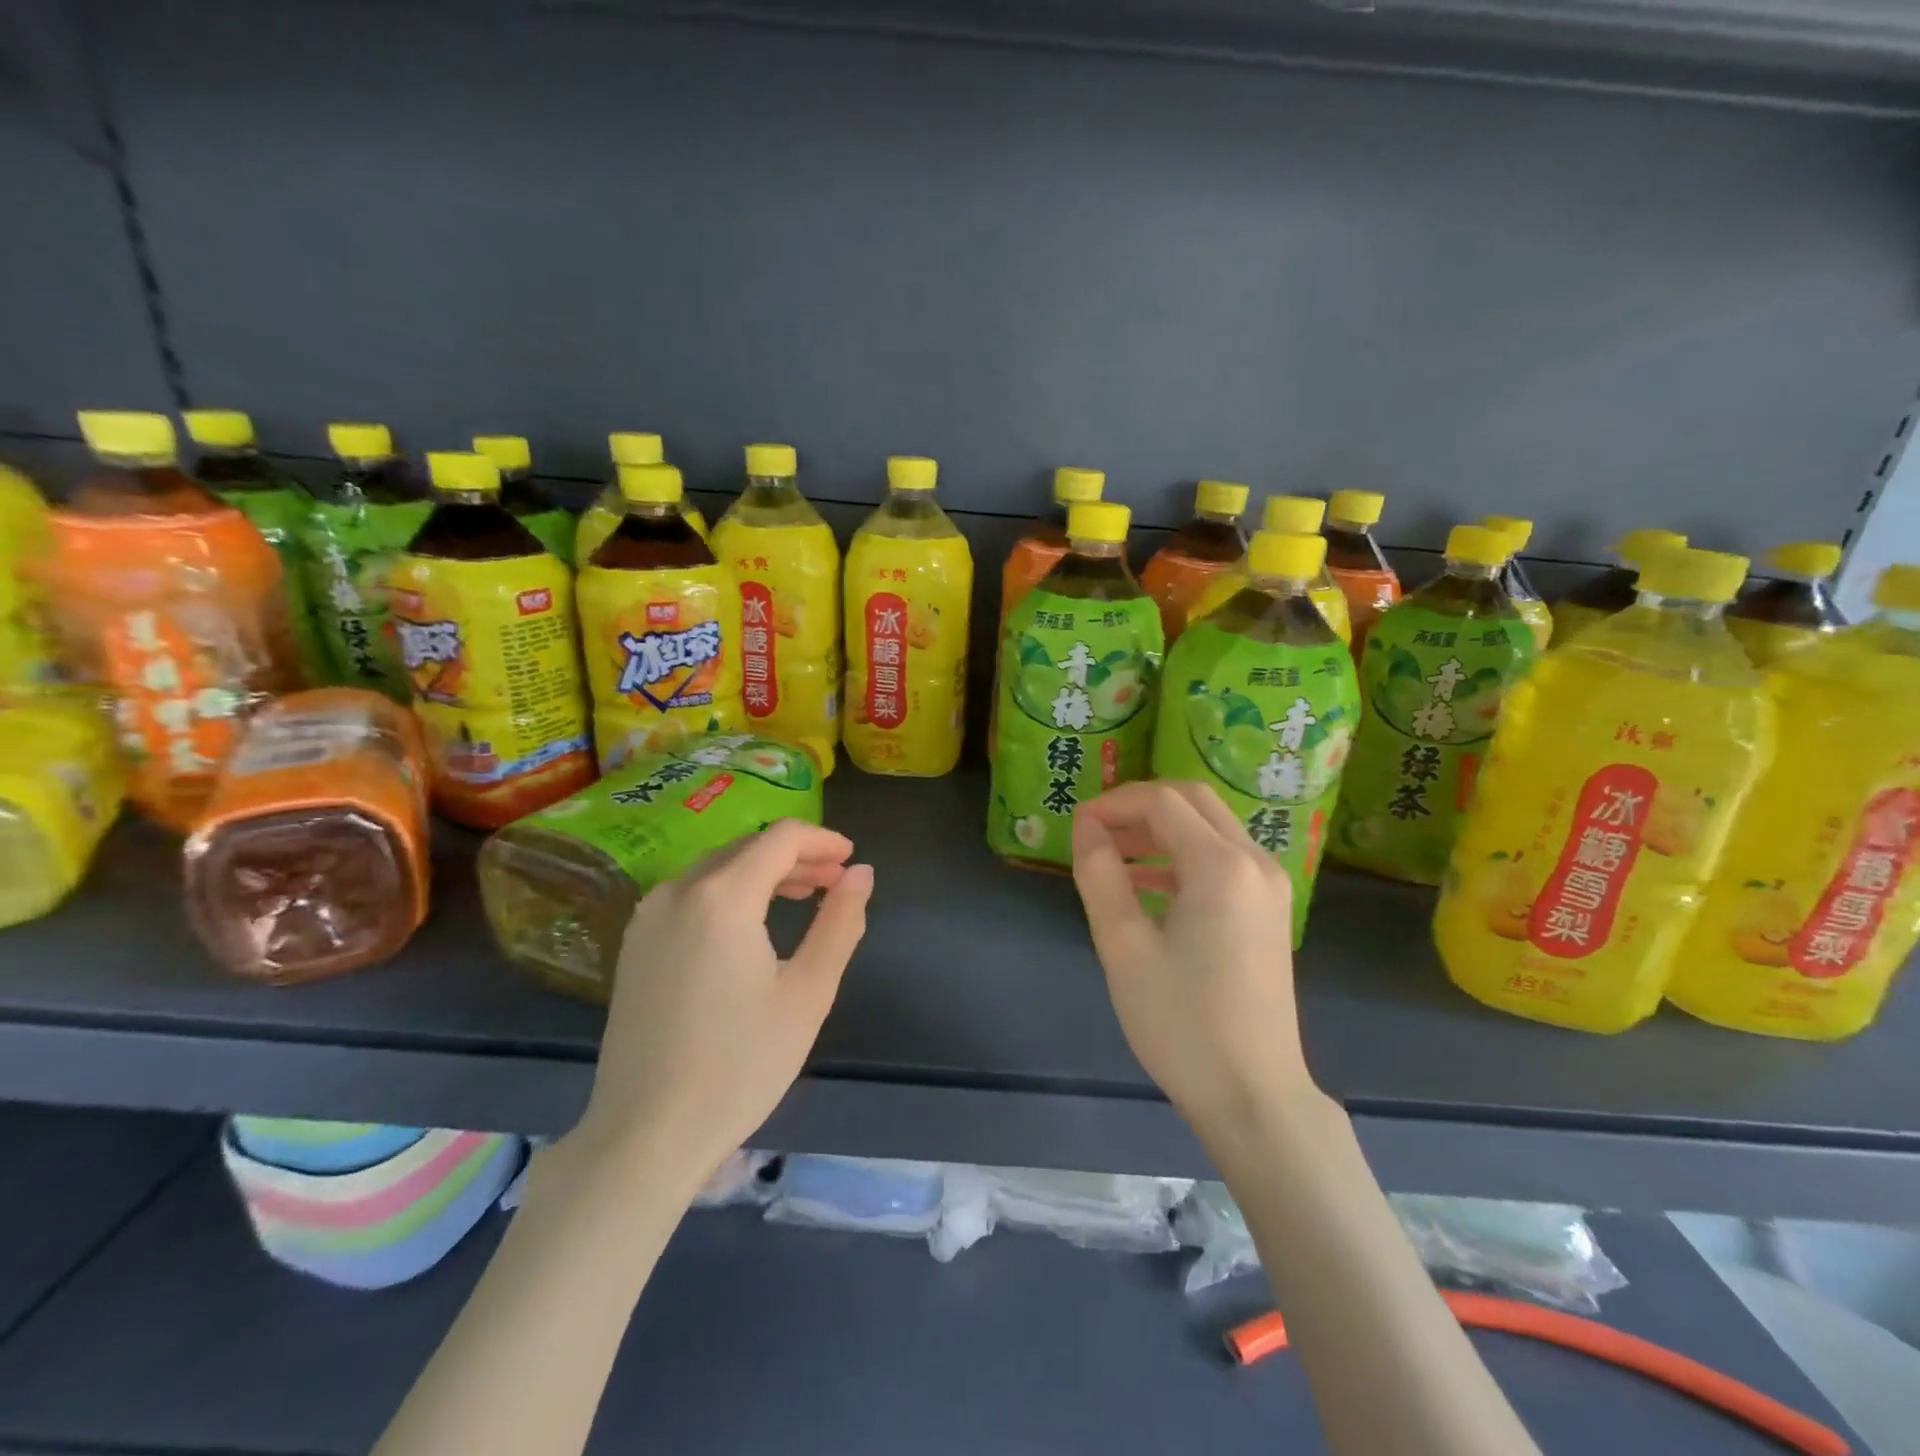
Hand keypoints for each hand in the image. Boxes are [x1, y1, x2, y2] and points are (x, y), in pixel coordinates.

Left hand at [569, 819, 873, 1187]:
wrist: (646, 1136)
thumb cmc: (740, 1065)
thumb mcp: (808, 993)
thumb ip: (840, 922)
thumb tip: (861, 873)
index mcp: (722, 897)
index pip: (780, 838)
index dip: (821, 840)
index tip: (851, 859)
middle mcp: (678, 891)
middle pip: (747, 848)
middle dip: (796, 857)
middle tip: (836, 882)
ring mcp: (649, 917)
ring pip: (717, 869)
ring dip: (763, 873)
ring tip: (803, 897)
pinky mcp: (635, 945)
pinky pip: (691, 895)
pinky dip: (730, 893)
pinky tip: (752, 924)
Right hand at [1071, 781, 1315, 1133]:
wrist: (1254, 1097)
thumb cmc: (1181, 1023)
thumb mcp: (1123, 947)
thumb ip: (1100, 875)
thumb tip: (1086, 826)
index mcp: (1221, 866)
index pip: (1162, 802)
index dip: (1114, 803)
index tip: (1076, 825)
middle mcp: (1255, 861)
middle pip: (1193, 801)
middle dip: (1140, 807)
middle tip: (1096, 832)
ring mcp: (1271, 885)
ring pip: (1210, 828)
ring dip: (1161, 830)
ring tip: (1112, 857)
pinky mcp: (1271, 910)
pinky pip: (1224, 859)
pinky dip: (1183, 856)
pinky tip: (1146, 886)